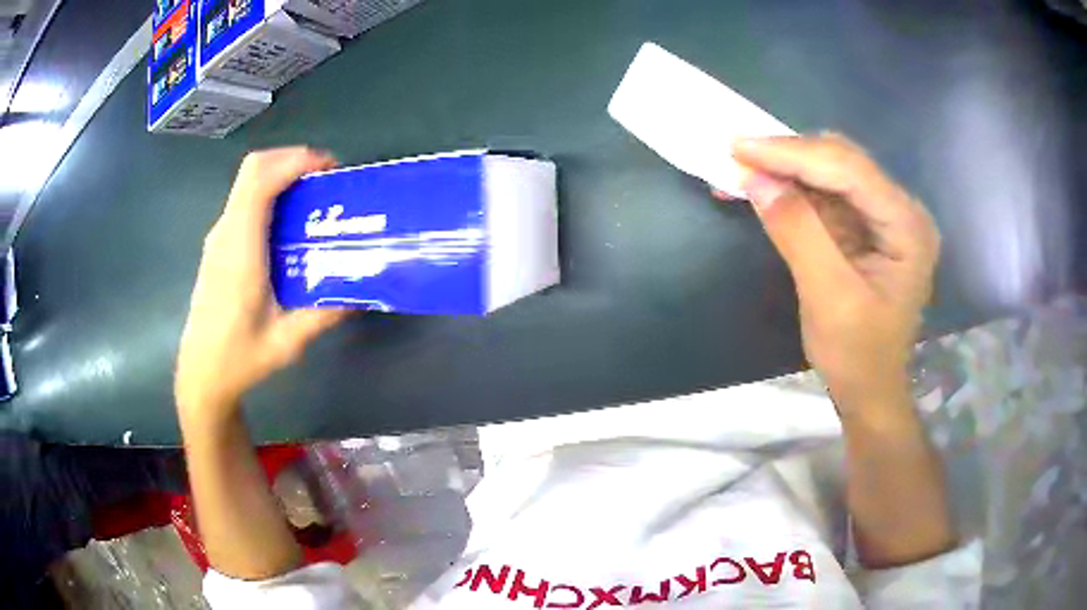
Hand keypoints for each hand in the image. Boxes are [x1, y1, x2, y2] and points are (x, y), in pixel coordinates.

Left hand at [175, 147, 347, 416]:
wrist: (200, 373)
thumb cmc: (239, 358)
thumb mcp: (286, 343)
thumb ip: (323, 315)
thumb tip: (360, 291)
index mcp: (240, 252)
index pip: (260, 184)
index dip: (294, 162)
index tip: (328, 167)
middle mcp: (225, 234)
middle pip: (252, 169)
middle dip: (290, 158)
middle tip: (324, 176)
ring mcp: (218, 237)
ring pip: (246, 181)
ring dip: (280, 172)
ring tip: (312, 193)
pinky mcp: (218, 245)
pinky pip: (244, 200)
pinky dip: (268, 191)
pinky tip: (289, 219)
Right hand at [728, 134, 939, 405]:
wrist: (869, 391)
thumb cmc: (858, 356)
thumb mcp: (829, 299)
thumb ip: (798, 233)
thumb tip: (755, 179)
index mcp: (907, 226)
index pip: (849, 170)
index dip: (792, 153)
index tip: (739, 147)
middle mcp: (900, 210)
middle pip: (841, 162)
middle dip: (788, 157)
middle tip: (736, 155)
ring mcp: (884, 216)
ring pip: (830, 172)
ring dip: (785, 170)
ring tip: (741, 171)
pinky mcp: (865, 226)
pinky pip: (825, 195)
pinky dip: (791, 190)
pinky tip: (764, 189)